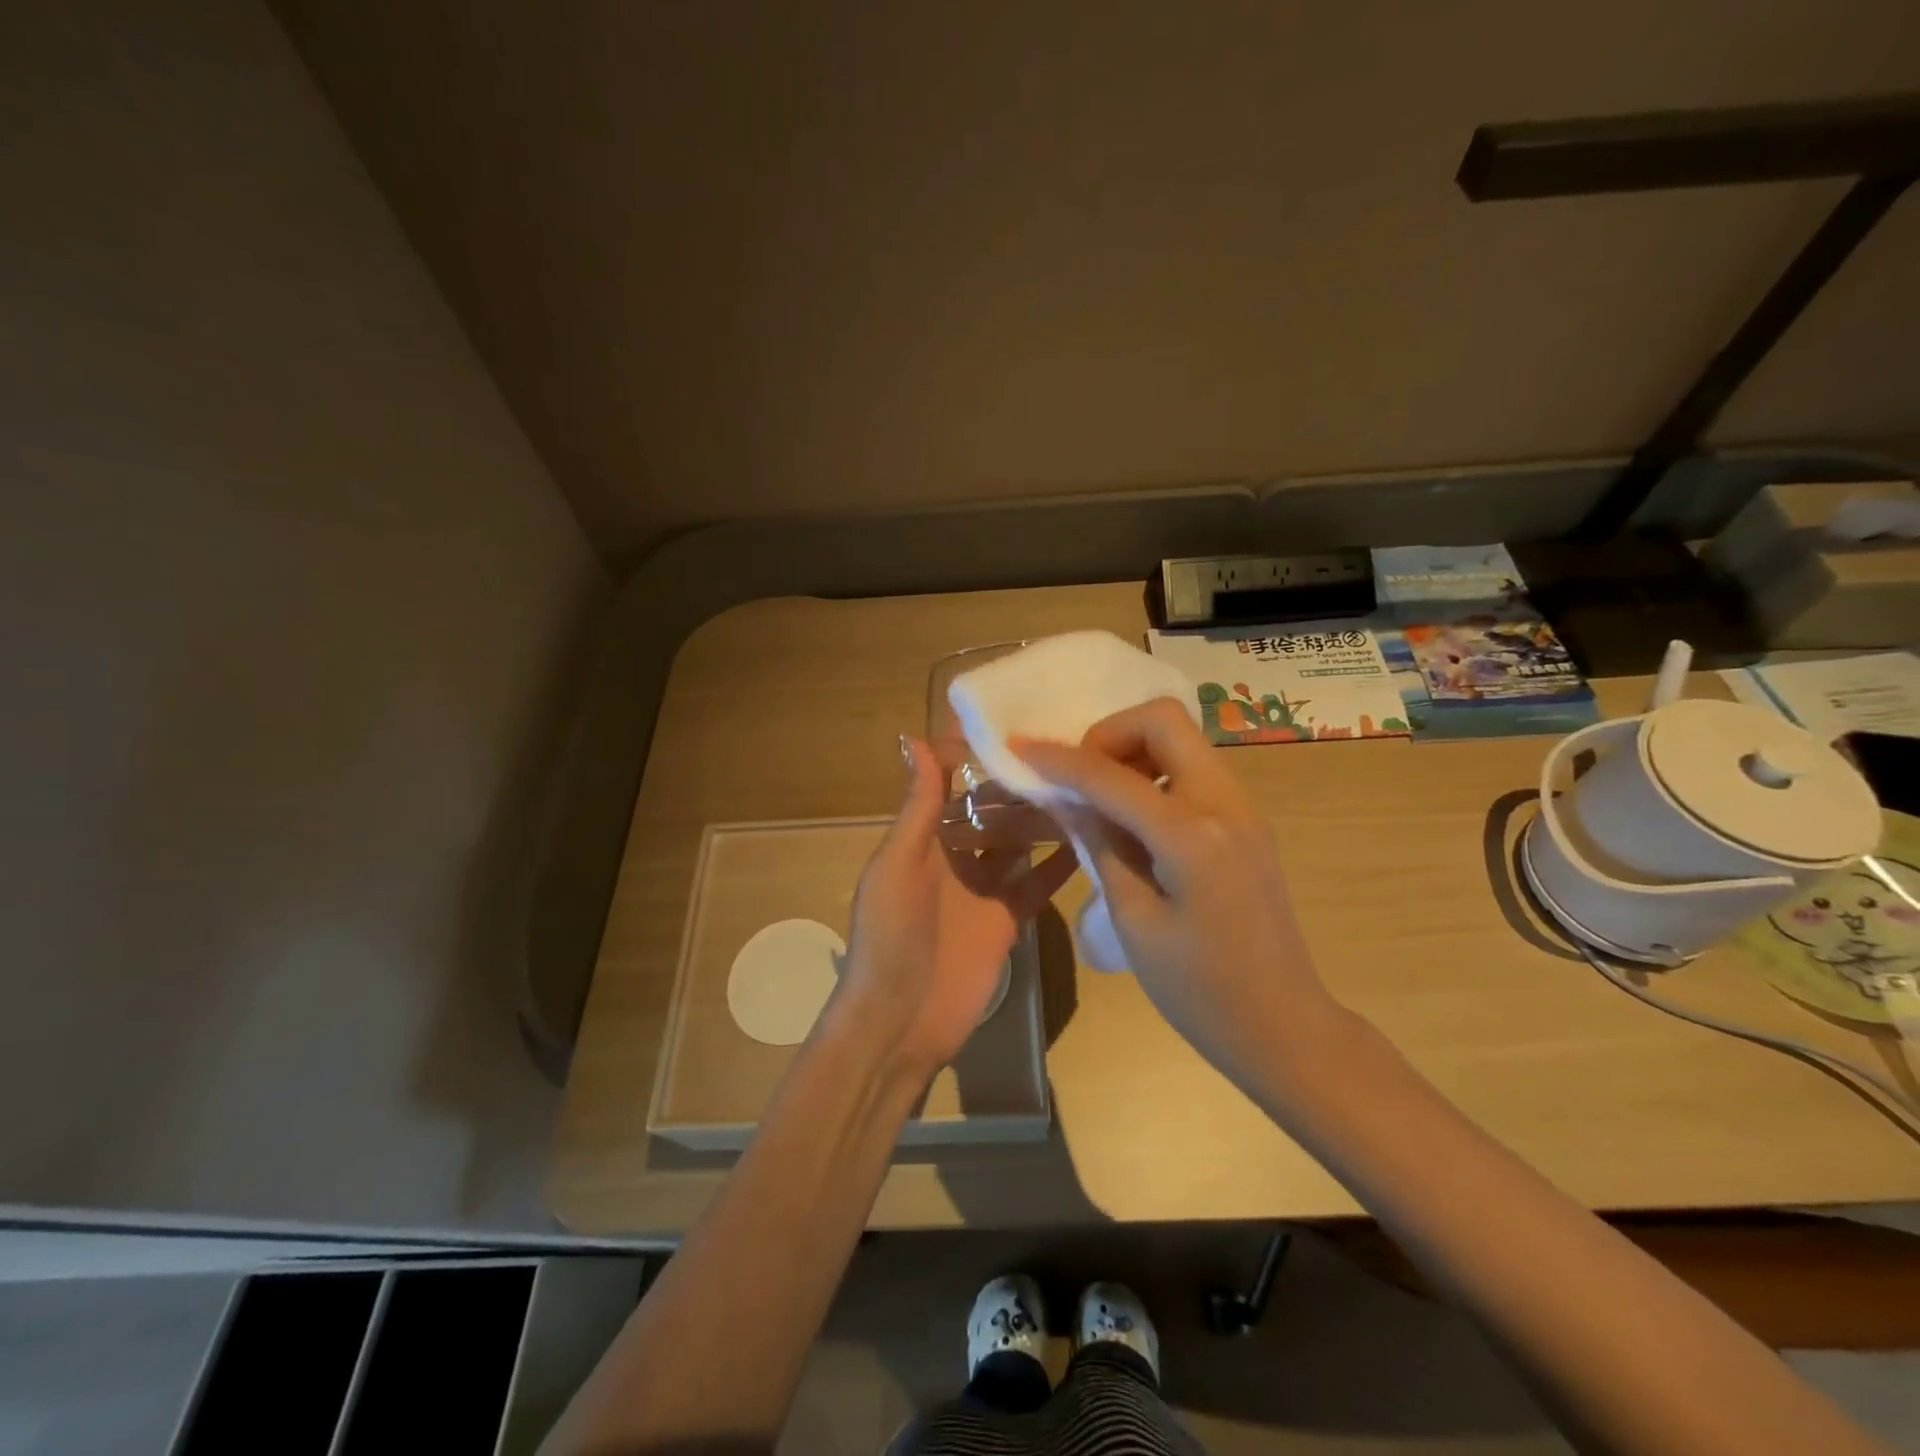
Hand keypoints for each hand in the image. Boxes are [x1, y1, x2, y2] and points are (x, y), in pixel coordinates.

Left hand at [831, 735, 1076, 1079]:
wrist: (900, 1021)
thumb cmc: (890, 936)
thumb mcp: (897, 864)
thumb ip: (917, 806)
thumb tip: (915, 738)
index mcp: (923, 836)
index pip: (950, 781)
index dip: (974, 752)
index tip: (1012, 718)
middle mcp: (956, 855)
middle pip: (993, 809)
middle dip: (1021, 783)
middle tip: (1067, 749)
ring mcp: (985, 887)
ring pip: (1020, 841)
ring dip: (1045, 817)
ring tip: (1086, 785)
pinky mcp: (1009, 918)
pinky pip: (1038, 883)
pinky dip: (1061, 864)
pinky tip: (1092, 838)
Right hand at [1012, 699, 1342, 1092]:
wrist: (1283, 1026)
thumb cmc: (1199, 990)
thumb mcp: (1134, 920)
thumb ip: (1100, 844)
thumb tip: (1065, 796)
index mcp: (1192, 836)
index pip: (1111, 776)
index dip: (1058, 760)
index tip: (1017, 750)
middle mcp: (1225, 802)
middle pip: (1163, 720)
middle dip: (1109, 734)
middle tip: (1080, 779)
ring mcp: (1243, 807)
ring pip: (1181, 738)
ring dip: (1133, 751)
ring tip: (1102, 800)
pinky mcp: (1246, 819)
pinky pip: (1193, 768)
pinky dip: (1155, 772)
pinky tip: (1134, 817)